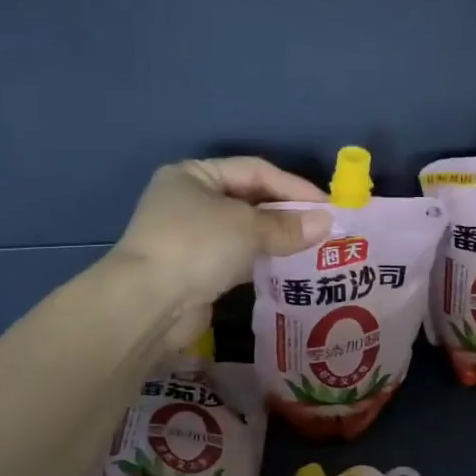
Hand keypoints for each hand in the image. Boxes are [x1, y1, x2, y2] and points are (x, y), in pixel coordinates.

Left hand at [112, 158, 329, 347]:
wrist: (148, 304)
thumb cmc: (196, 246)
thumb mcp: (247, 228)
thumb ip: (288, 226)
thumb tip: (327, 223)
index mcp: (194, 175)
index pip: (254, 170)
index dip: (293, 186)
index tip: (328, 205)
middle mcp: (189, 200)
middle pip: (249, 200)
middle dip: (287, 214)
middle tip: (325, 228)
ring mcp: (190, 237)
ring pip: (244, 231)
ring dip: (277, 239)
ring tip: (315, 248)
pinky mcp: (195, 270)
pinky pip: (237, 258)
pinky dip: (262, 260)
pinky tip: (289, 268)